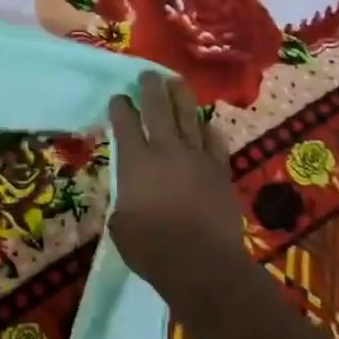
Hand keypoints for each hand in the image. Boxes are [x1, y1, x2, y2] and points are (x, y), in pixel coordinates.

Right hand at [107, 73, 251, 306]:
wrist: (201, 263)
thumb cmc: (151, 248)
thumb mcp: (120, 225)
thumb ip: (124, 203)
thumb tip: (130, 201)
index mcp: (135, 162)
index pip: (125, 124)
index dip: (120, 107)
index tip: (118, 97)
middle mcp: (166, 151)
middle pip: (159, 109)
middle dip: (151, 88)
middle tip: (147, 75)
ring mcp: (197, 159)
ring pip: (189, 117)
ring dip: (181, 97)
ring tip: (176, 83)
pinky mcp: (220, 172)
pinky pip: (214, 142)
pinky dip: (207, 130)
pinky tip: (205, 124)